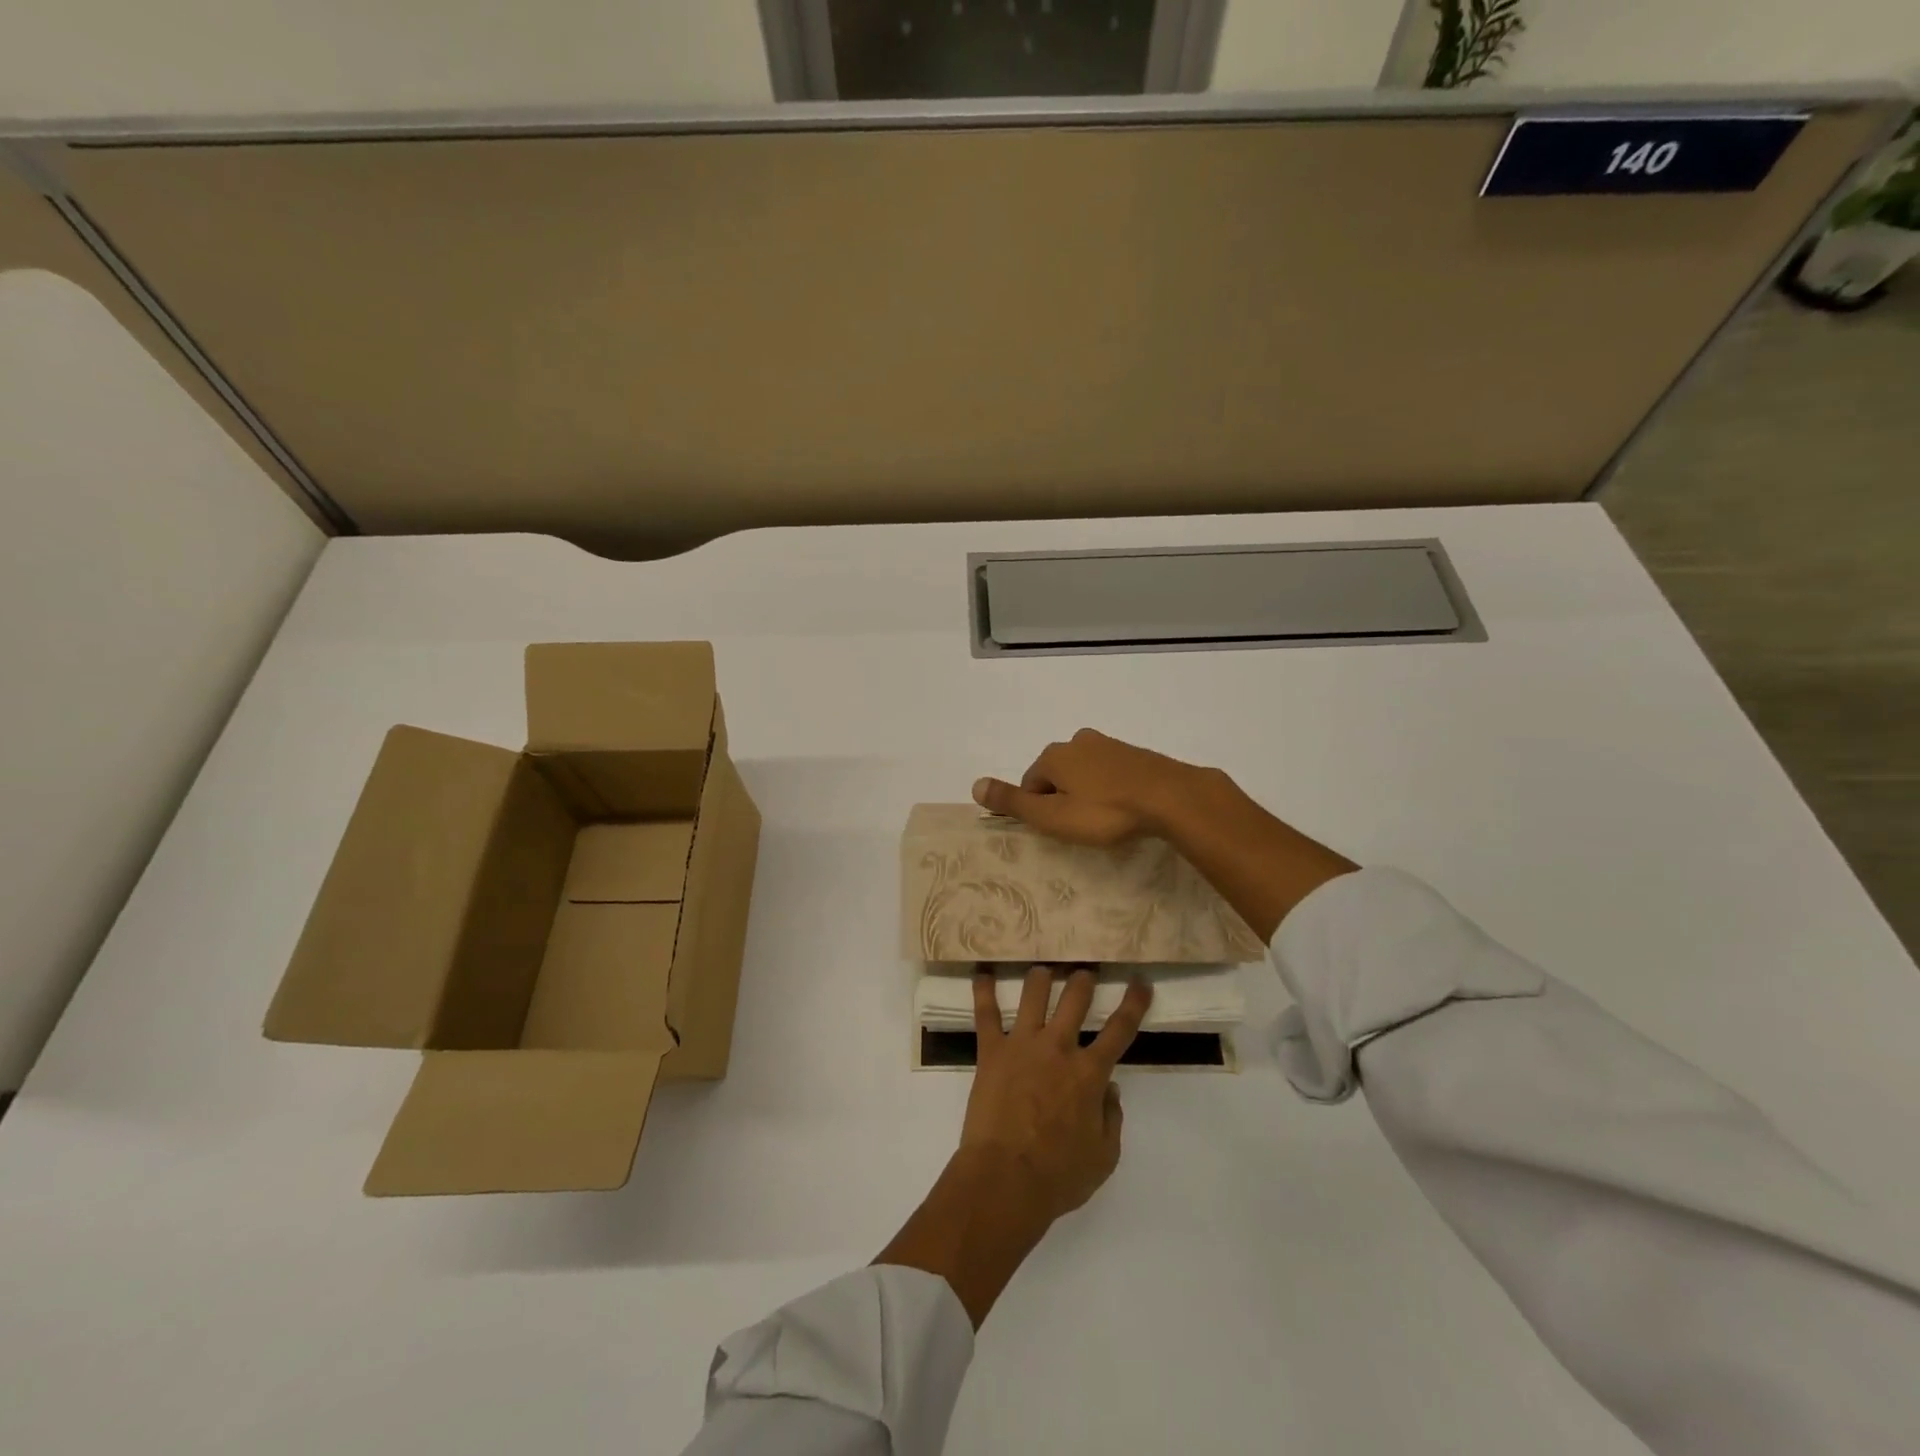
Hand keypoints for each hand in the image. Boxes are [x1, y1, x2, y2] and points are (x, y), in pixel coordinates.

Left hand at [962, 966, 1153, 1220]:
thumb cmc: (1058, 1175)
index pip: (1119, 1029)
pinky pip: (986, 1014)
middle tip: (1084, 972)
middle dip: (1083, 980)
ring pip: (1034, 994)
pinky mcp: (991, 1051)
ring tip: (1043, 970)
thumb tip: (1111, 1089)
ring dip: (1041, 977)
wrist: (1005, 1179)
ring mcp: (1022, 1044)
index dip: (1133, 1003)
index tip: (1140, 982)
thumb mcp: (1104, 1156)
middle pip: (1075, 998)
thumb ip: (1112, 1118)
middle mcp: (1058, 1047)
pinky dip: (983, 991)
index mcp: (1089, 1073)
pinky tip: (982, 974)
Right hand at [971, 728, 1207, 845]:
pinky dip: (1111, 788)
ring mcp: (1109, 744)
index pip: (1031, 783)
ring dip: (1088, 793)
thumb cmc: (1106, 811)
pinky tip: (1125, 808)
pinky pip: (1110, 772)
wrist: (1171, 797)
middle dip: (1063, 798)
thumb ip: (1013, 802)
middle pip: (1057, 775)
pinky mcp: (1135, 753)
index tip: (1059, 830)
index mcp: (1053, 755)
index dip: (1039, 809)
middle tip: (1082, 827)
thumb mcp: (1053, 816)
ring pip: (1085, 772)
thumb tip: (974, 785)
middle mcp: (1078, 741)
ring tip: (1105, 820)